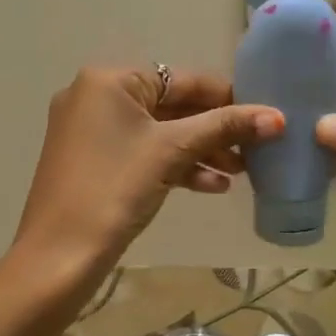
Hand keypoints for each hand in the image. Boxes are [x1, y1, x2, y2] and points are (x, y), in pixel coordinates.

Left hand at [10, 66, 282, 293]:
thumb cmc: (114, 189)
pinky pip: (142, 153)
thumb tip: (278, 117)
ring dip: (200, 150)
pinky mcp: (93, 162)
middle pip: (171, 105)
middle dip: (215, 130)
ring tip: (241, 173)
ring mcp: (91, 131)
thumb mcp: (172, 152)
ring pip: (159, 133)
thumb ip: (224, 128)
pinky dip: (174, 165)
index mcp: (109, 80)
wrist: (58, 256)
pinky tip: (211, 186)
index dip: (227, 98)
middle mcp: (96, 96)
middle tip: (256, 150)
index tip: (265, 117)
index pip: (182, 79)